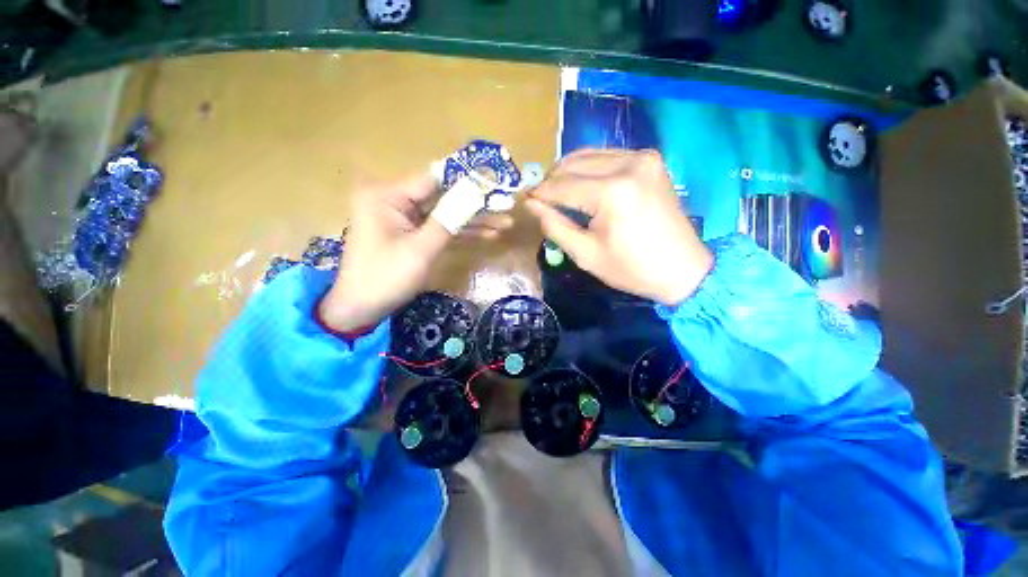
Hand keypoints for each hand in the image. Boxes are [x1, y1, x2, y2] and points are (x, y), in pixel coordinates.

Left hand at [320, 174, 512, 331]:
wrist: (362, 309)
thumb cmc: (385, 278)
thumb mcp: (420, 250)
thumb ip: (448, 220)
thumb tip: (474, 194)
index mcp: (387, 195)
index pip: (433, 180)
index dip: (466, 181)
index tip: (494, 182)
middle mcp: (394, 200)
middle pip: (442, 197)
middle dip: (475, 205)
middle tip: (506, 206)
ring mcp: (404, 218)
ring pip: (445, 214)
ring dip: (473, 221)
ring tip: (504, 224)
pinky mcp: (411, 234)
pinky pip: (439, 228)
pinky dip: (460, 233)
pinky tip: (486, 234)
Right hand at [525, 149, 711, 305]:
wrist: (682, 269)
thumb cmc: (631, 269)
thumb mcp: (586, 254)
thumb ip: (555, 226)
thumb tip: (531, 204)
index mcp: (612, 193)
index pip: (561, 186)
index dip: (540, 194)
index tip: (524, 201)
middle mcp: (629, 164)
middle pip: (573, 163)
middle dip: (551, 180)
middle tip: (540, 199)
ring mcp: (643, 157)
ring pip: (588, 155)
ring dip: (568, 172)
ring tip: (557, 193)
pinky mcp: (650, 159)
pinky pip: (607, 156)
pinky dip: (588, 168)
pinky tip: (582, 185)